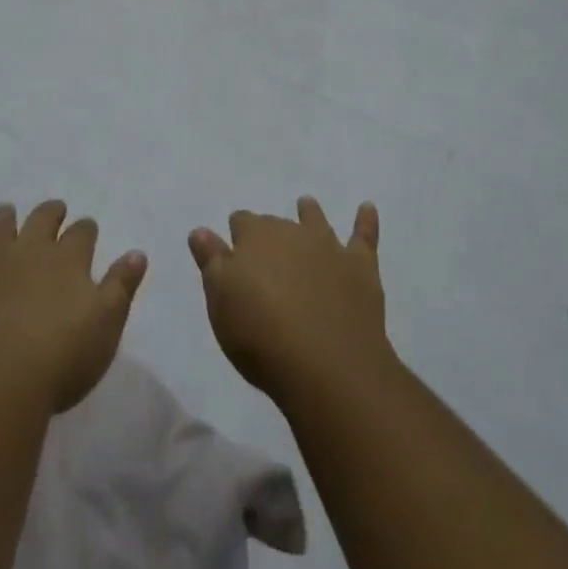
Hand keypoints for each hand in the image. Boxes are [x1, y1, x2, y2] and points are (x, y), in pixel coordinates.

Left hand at [0, 201, 147, 413]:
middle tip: (54, 209)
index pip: (82, 233)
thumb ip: (121, 287)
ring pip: (1, 226)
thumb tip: (137, 253)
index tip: (88, 229)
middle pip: (43, 219)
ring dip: (6, 217)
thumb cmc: (59, 359)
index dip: (85, 229)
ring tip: (8, 209)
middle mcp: (32, 250)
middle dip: (51, 212)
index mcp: (69, 260)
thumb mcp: (105, 326)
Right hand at [189, 197, 394, 404]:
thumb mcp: (221, 302)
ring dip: (310, 214)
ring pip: (316, 221)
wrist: (325, 363)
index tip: (233, 246)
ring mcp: (328, 247)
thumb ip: (211, 262)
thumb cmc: (261, 336)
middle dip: (270, 232)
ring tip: (306, 205)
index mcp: (254, 238)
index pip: (241, 223)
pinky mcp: (359, 267)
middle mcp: (291, 232)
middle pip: (276, 224)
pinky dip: (365, 220)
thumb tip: (200, 230)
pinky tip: (368, 208)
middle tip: (266, 250)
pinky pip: (364, 236)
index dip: (237, 235)